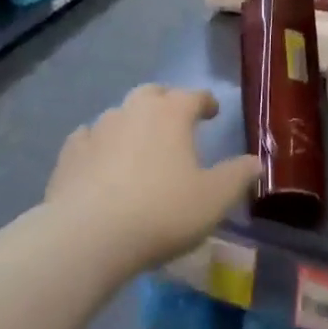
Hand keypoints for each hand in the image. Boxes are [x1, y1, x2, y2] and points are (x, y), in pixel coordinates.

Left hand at [46, 84, 260, 271]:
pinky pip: (89, 137)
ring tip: (139, 145)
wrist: (89, 234)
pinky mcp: (71, 152)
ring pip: (120, 114)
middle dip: (166, 102)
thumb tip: (256, 161)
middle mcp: (134, 110)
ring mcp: (98, 128)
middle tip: (175, 120)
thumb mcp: (213, 199)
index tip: (213, 112)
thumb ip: (237, 176)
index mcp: (172, 114)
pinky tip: (100, 160)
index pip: (194, 96)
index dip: (206, 102)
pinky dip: (99, 144)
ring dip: (132, 123)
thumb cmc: (161, 212)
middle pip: (153, 94)